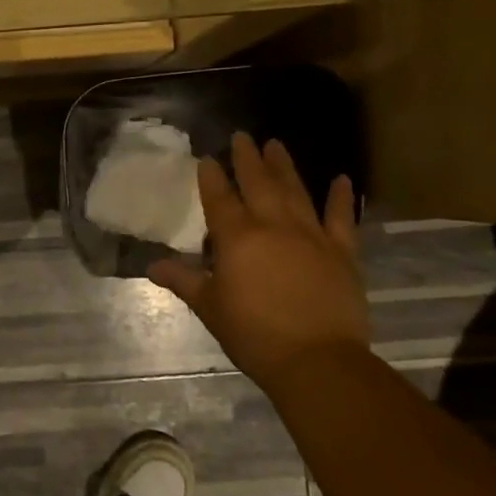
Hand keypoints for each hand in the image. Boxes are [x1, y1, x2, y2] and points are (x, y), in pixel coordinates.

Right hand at [150, 135, 369, 380]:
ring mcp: (311, 236)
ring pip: (295, 191)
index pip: (219, 198)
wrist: (316, 360)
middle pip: (258, 183)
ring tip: (276, 144)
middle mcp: (273, 226)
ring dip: (285, 166)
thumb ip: (184, 281)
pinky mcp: (342, 252)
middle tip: (243, 135)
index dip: (212, 176)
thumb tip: (152, 266)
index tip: (208, 157)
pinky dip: (341, 198)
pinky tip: (343, 179)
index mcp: (237, 238)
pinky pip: (341, 218)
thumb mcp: (210, 307)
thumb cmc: (253, 334)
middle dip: (248, 158)